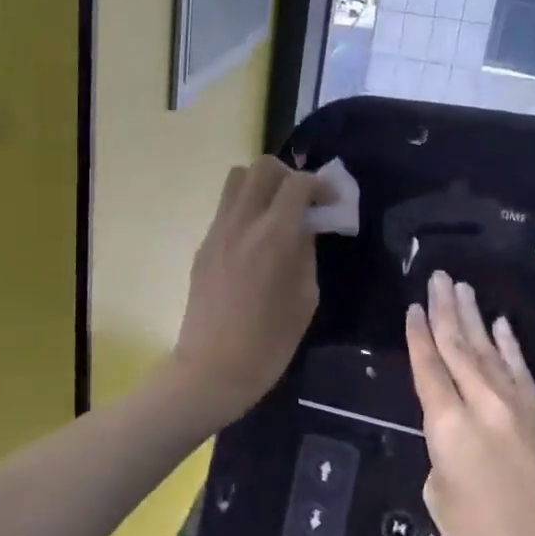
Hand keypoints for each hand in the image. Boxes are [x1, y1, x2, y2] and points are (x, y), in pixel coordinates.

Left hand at [171, 157, 324, 424]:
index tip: (331, 202)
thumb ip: (306, 254)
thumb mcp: (305, 299)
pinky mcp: (203, 245)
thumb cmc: (268, 343)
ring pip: (237, 179)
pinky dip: (245, 209)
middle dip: (288, 175)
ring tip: (277, 213)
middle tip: (302, 202)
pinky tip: (256, 241)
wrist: (210, 368)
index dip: (320, 185)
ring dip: (262, 185)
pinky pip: (226, 209)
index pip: (297, 183)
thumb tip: (304, 229)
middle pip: (262, 167)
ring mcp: (217, 231)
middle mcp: (242, 223)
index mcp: (273, 236)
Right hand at [406, 271, 534, 535]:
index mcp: (448, 425)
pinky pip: (523, 372)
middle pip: (459, 347)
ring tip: (462, 289)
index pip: (428, 366)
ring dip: (475, 318)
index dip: (418, 335)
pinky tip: (502, 326)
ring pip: (491, 351)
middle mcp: (484, 405)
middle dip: (446, 310)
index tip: (414, 306)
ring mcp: (520, 408)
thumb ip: (442, 451)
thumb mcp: (440, 496)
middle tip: (438, 278)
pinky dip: (510, 347)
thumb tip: (457, 434)